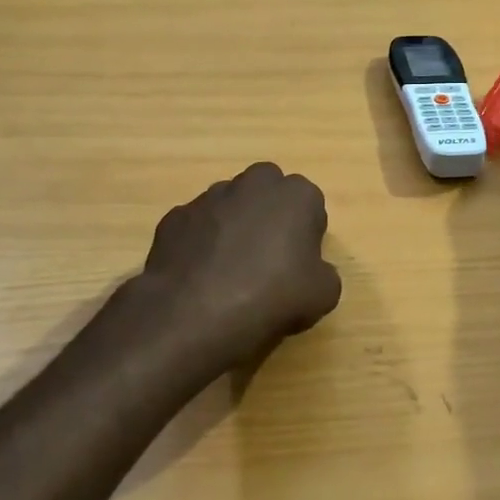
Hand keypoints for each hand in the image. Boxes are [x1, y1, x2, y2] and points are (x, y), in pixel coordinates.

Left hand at [137, 162, 342, 366]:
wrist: (193, 315)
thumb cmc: (271, 298)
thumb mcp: (323, 295)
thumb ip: (324, 272)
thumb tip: (311, 271)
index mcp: (296, 195)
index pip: (310, 205)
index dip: (307, 234)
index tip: (300, 263)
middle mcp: (252, 183)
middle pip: (268, 192)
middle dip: (269, 216)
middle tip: (269, 259)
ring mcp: (209, 197)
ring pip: (230, 205)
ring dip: (234, 226)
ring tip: (230, 271)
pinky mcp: (175, 216)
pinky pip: (197, 226)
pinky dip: (201, 243)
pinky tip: (200, 276)